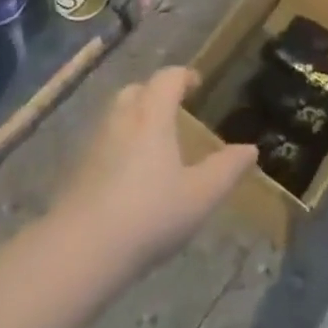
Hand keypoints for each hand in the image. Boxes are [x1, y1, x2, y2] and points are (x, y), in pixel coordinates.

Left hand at [54, 67, 255, 276]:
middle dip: (155, 93)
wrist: (81, 251)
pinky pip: (103, 143)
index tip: (198, 84)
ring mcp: (95, 145)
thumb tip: (250, 149)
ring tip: (154, 143)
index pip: (167, 78)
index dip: (184, 76)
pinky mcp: (78, 171)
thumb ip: (227, 169)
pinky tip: (130, 175)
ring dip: (135, 118)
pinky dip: (119, 146)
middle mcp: (121, 120)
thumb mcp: (200, 195)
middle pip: (136, 90)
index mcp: (152, 116)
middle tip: (174, 110)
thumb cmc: (149, 214)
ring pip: (116, 116)